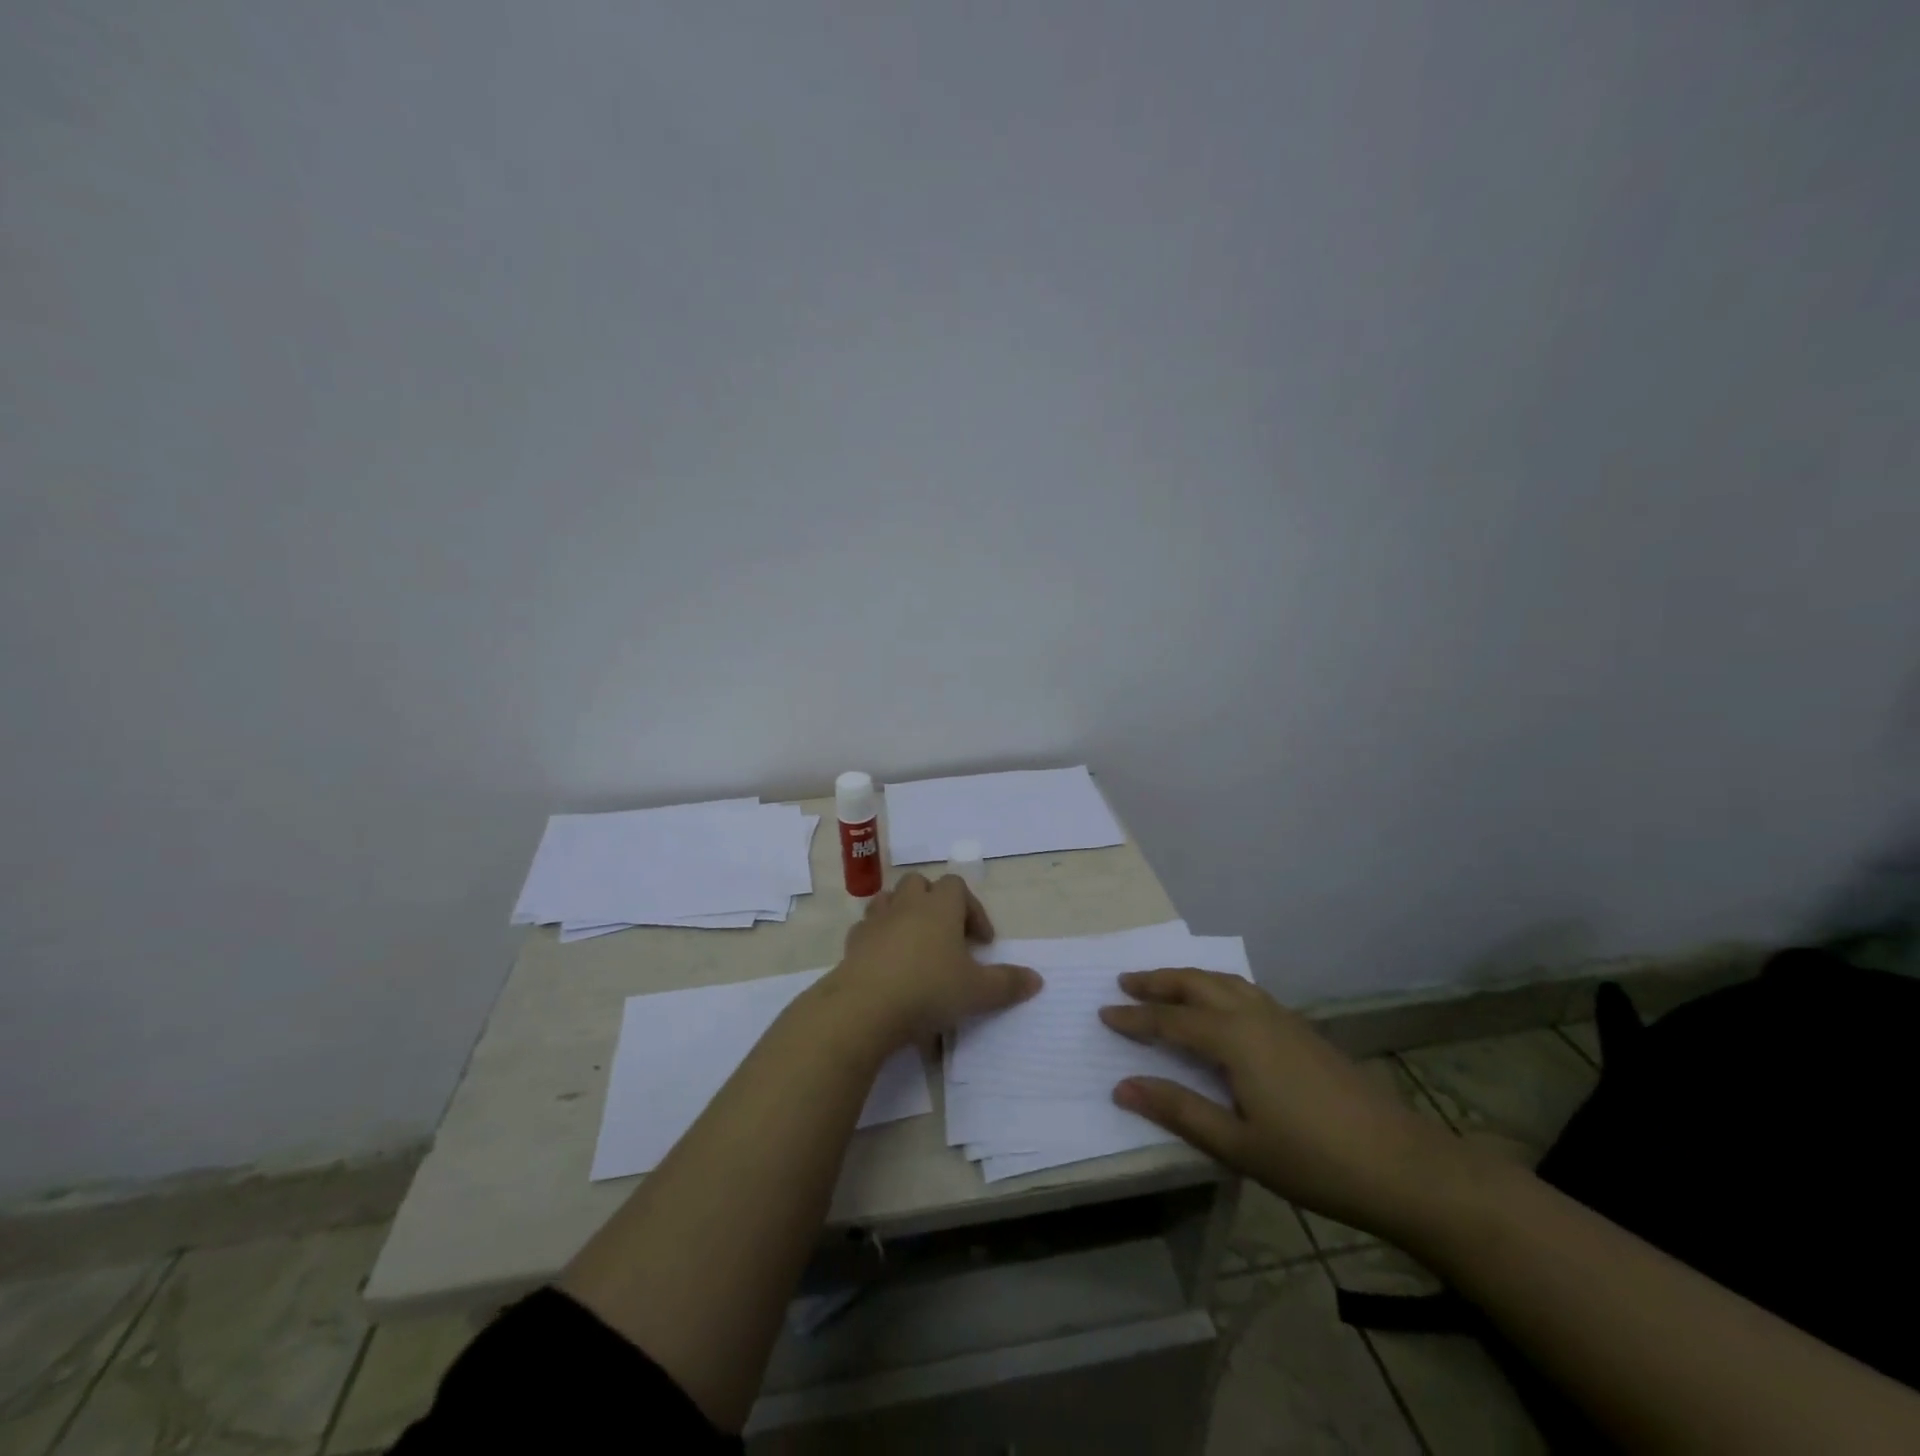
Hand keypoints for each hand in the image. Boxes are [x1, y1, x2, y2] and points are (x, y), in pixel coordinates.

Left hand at [818, 873, 1040, 1050]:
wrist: (864, 1007)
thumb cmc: (928, 990)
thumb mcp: (978, 992)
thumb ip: (1008, 983)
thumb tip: (1037, 980)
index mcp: (940, 907)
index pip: (957, 886)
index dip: (973, 909)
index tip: (982, 942)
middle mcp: (907, 905)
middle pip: (920, 883)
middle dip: (935, 902)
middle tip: (948, 936)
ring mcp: (876, 921)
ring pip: (890, 899)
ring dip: (903, 913)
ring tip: (915, 944)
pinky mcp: (853, 942)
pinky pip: (867, 929)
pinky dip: (878, 938)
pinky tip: (887, 963)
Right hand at [1100, 969, 1469, 1241]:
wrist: (1403, 1165)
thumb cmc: (1313, 1160)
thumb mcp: (1237, 1145)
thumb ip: (1178, 1110)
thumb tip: (1122, 1086)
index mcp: (1234, 1038)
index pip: (1170, 1020)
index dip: (1134, 1018)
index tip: (1103, 1012)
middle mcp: (1254, 1014)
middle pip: (1196, 983)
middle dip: (1157, 981)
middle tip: (1124, 982)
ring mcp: (1282, 1017)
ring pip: (1223, 980)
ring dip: (1187, 978)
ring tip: (1162, 985)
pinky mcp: (1302, 1028)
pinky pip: (1245, 990)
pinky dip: (1216, 985)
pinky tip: (1218, 1005)